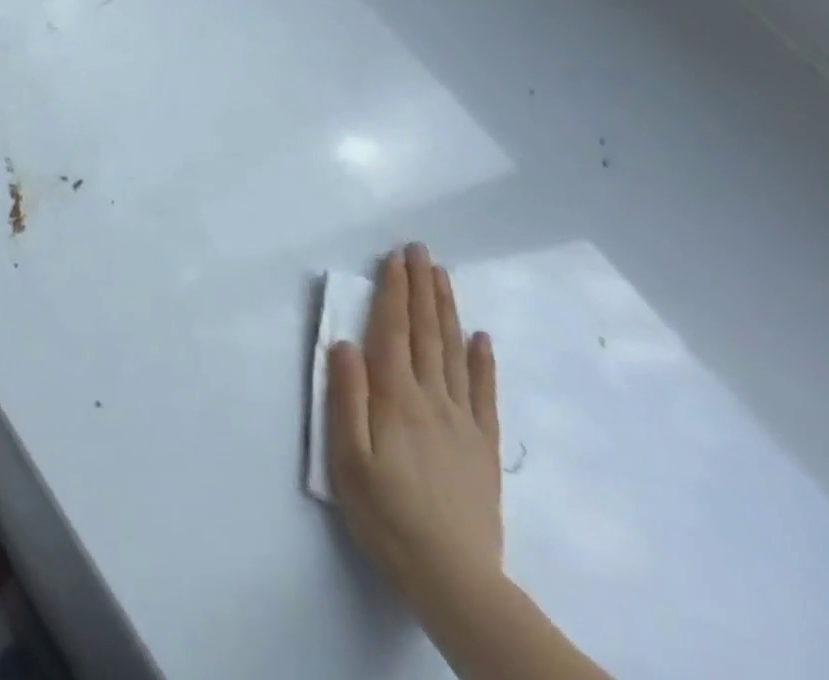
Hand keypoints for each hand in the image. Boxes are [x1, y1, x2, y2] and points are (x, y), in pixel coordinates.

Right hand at [328, 244, 502, 618]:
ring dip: (447, 309)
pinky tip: (481, 337)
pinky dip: (483, 361)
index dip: (393, 291)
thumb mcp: (347, 459)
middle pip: (426, 332)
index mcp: (395, 398)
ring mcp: (462, 421)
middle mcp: (431, 398)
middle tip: (420, 250)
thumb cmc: (386, 516)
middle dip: (421, 287)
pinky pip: (484, 393)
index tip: (394, 258)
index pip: (393, 331)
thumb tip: (345, 343)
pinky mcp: (482, 447)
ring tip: (442, 276)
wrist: (454, 579)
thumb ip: (346, 397)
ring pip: (454, 352)